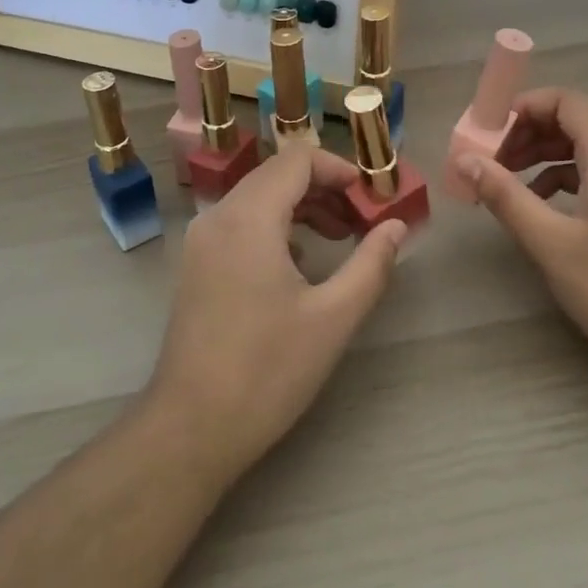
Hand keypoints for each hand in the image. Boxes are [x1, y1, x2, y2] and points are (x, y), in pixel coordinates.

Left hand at [146, 147, 407, 484]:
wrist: (190, 428)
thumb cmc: (267, 370)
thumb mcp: (332, 318)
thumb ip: (371, 264)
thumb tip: (397, 225)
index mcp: (249, 217)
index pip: (298, 159)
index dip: (339, 169)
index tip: (371, 197)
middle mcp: (219, 215)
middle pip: (277, 174)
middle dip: (324, 188)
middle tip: (362, 220)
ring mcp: (202, 240)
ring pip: (258, 198)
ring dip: (301, 207)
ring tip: (340, 238)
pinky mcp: (196, 264)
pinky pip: (241, 222)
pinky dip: (275, 226)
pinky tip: (301, 264)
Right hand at [454, 87, 587, 381]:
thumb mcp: (553, 244)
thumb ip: (506, 196)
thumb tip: (464, 160)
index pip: (566, 101)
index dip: (523, 107)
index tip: (488, 133)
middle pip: (577, 119)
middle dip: (529, 131)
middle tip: (492, 161)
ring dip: (546, 153)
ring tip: (509, 181)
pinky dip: (569, 175)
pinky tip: (545, 205)